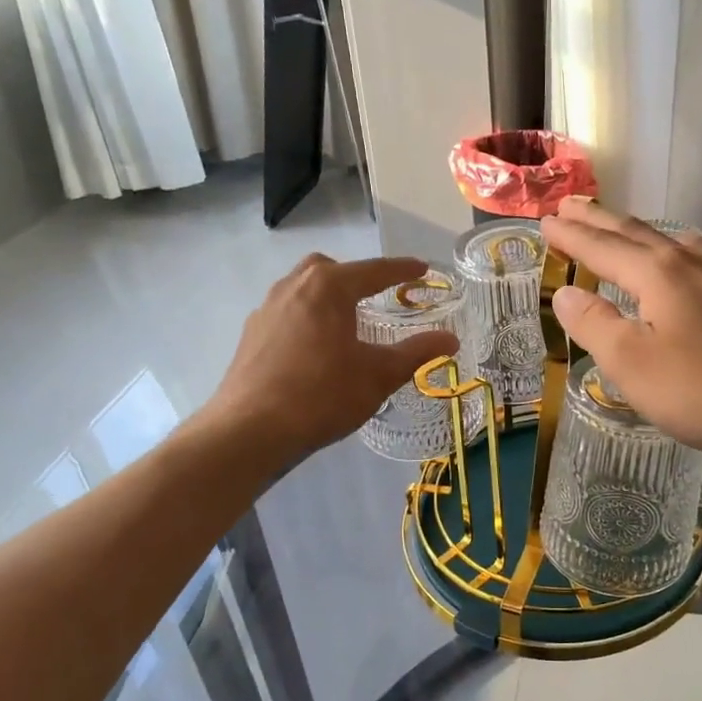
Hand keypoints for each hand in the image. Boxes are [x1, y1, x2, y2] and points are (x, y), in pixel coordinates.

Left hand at [205, 254, 459, 462]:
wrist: (250, 431)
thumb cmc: (322, 395)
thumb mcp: (379, 375)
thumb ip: (417, 353)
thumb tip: (451, 339)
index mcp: (328, 287)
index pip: (374, 270)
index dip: (402, 270)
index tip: (423, 270)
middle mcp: (293, 287)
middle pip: (329, 269)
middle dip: (355, 277)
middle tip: (376, 297)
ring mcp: (266, 310)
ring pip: (301, 289)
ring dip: (327, 298)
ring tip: (346, 324)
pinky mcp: (250, 336)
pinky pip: (286, 314)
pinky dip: (306, 319)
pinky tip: (315, 350)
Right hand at [538, 200, 701, 472]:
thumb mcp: (632, 363)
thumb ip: (594, 324)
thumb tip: (565, 293)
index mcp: (658, 273)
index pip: (602, 247)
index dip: (571, 235)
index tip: (545, 221)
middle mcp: (693, 262)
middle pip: (637, 233)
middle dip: (600, 220)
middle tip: (570, 205)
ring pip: (675, 240)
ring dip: (640, 232)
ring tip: (624, 229)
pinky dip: (677, 252)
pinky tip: (688, 265)